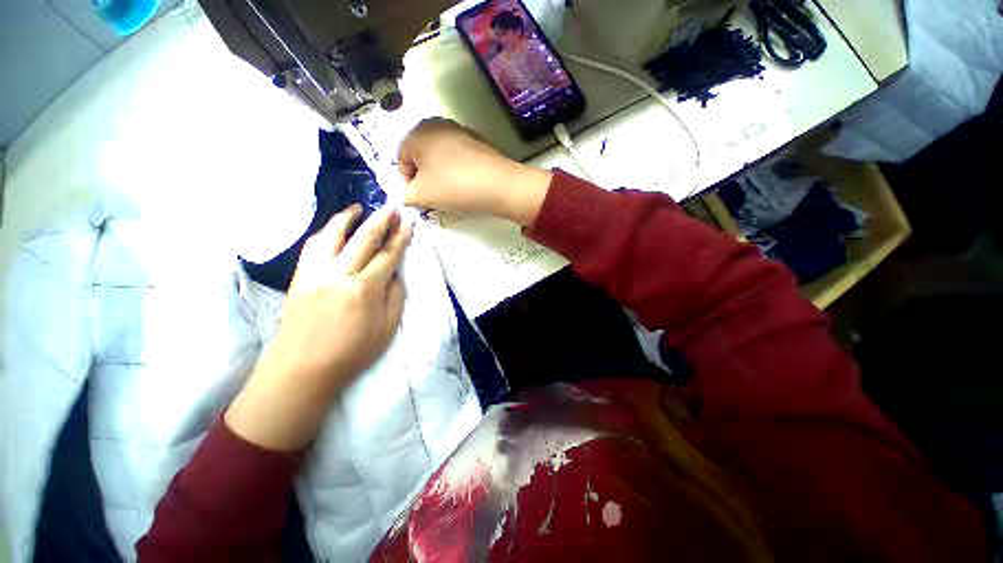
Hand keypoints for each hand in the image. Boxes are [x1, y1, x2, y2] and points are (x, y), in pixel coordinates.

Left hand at [225, 204, 413, 450]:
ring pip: (332, 236)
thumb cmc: (350, 353)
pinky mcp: (299, 277)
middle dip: (381, 220)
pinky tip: (334, 229)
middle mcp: (339, 274)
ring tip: (359, 207)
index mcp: (364, 289)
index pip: (388, 255)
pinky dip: (326, 232)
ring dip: (348, 218)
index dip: (401, 237)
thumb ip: (394, 298)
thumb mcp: (386, 330)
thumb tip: (394, 275)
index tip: (409, 222)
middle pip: (364, 239)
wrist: (300, 369)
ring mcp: (315, 273)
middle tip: (392, 206)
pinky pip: (312, 246)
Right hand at [397, 118, 552, 225]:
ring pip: (440, 154)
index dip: (407, 181)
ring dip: (440, 171)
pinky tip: (465, 182)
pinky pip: (458, 155)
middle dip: (424, 175)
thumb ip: (405, 195)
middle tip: (433, 194)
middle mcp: (436, 124)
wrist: (496, 184)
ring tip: (450, 190)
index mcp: (416, 133)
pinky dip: (456, 167)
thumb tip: (405, 194)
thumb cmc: (452, 187)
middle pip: (421, 154)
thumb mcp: (421, 196)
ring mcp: (459, 129)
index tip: (419, 197)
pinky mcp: (477, 139)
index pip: (402, 158)